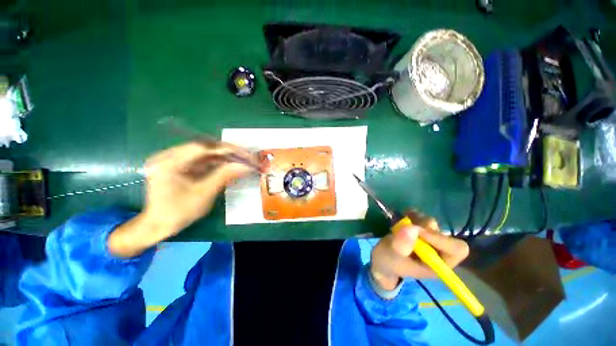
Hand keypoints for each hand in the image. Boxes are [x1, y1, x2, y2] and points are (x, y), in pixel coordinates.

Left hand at [108, 142, 261, 256]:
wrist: (158, 225)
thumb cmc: (178, 213)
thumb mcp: (204, 194)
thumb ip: (224, 176)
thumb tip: (246, 166)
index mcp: (169, 162)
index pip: (202, 147)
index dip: (226, 149)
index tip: (245, 154)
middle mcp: (169, 156)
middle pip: (204, 148)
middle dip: (228, 152)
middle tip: (246, 157)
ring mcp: (174, 160)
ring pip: (205, 153)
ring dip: (225, 157)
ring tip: (242, 161)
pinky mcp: (180, 165)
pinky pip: (202, 160)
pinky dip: (218, 163)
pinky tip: (230, 165)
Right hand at [370, 211, 469, 289]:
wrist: (381, 259)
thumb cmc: (389, 263)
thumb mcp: (391, 257)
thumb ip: (401, 246)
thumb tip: (412, 228)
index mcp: (438, 264)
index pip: (456, 249)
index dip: (441, 239)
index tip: (419, 232)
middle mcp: (438, 251)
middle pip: (443, 233)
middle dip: (424, 228)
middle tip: (407, 227)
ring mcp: (428, 239)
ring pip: (431, 223)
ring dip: (416, 220)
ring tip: (401, 223)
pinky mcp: (419, 229)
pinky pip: (421, 217)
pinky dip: (412, 214)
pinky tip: (403, 216)